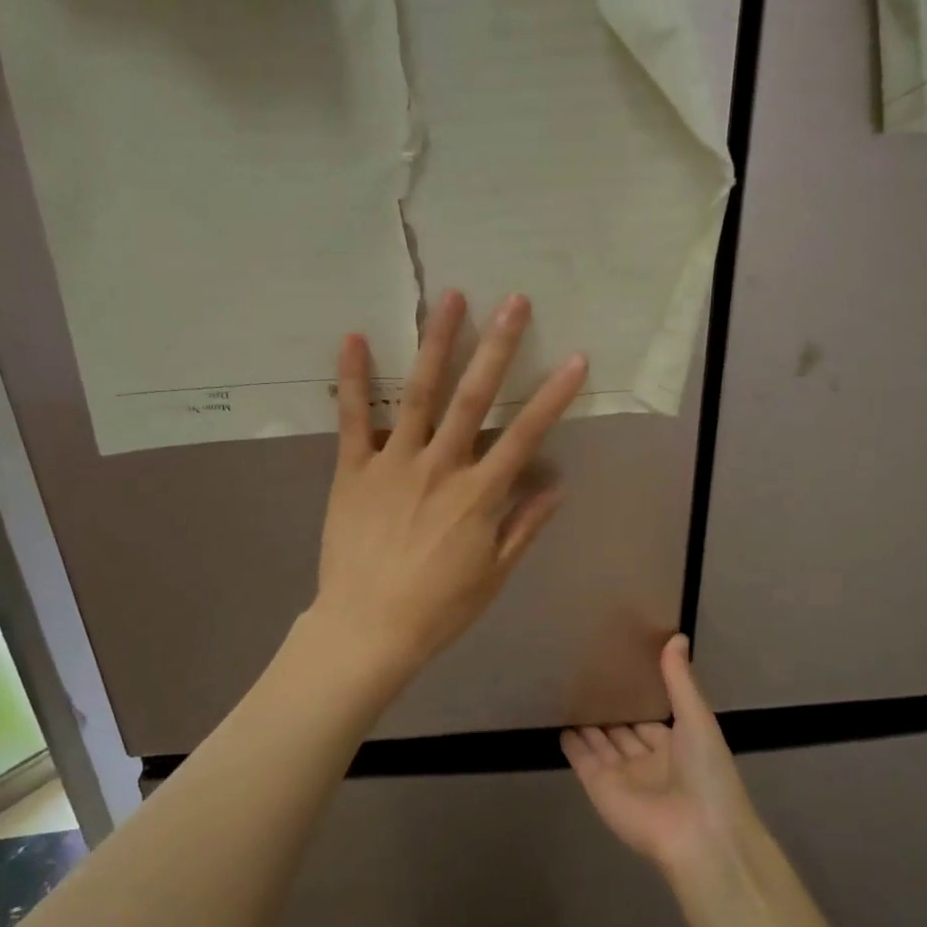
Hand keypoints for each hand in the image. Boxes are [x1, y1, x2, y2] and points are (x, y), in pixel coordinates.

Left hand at [311, 290, 587, 682]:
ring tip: (451, 298)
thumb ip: (525, 525)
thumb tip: (557, 484)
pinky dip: (352, 378)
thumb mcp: (493, 574)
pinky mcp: (352, 470)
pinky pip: (352, 418)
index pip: (525, 435)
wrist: (367, 628)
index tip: (575, 358)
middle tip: (514, 300)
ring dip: (437, 343)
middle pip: (474, 398)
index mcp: (479, 495)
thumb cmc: (438, 608)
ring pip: (418, 393)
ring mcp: (393, 463)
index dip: (553, 396)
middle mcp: (441, 467)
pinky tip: (353, 337)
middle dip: (497, 346)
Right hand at [563, 635, 757, 877]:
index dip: (638, 697)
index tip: (621, 669)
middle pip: (624, 730)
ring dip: (588, 723)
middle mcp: (648, 760)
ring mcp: (622, 775)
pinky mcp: (599, 787)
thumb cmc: (706, 773)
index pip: (652, 718)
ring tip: (568, 693)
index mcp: (677, 745)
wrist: (698, 834)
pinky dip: (571, 744)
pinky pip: (582, 760)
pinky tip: (560, 723)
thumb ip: (680, 680)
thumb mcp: (697, 718)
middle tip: (588, 677)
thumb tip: (677, 635)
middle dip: (610, 708)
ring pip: (601, 743)